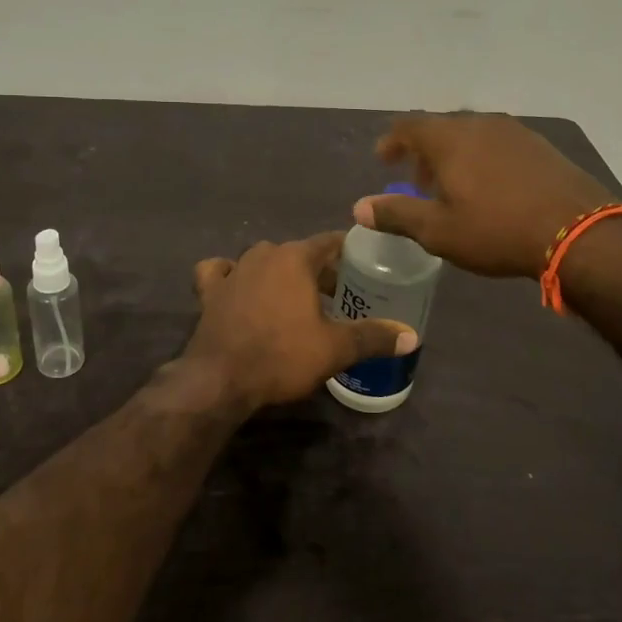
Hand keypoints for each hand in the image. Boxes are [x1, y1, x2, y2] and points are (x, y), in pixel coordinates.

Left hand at [183, 233, 416, 410]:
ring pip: (262, 261)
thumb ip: (373, 337)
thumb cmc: (282, 355)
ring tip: (296, 299)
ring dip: (280, 274)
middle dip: (318, 270)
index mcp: (295, 258)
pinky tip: (237, 289)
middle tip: (338, 294)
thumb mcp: (335, 349)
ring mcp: (233, 271)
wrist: (220, 379)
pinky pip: (220, 273)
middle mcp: (263, 255)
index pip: (329, 241)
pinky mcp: (209, 292)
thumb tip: (412, 336)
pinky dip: (230, 276)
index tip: (363, 263)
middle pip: (298, 253)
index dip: (348, 251)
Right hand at [352, 113, 616, 278]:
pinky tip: (491, 189)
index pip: (409, 126)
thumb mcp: (438, 230)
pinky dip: (482, 159)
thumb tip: (359, 207)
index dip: (392, 141)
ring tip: (454, 188)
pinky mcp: (541, 147)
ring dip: (454, 156)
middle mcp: (481, 124)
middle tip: (419, 183)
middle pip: (441, 128)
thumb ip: (396, 214)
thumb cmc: (496, 230)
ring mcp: (515, 132)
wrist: (578, 232)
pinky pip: (498, 144)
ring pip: (472, 135)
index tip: (384, 160)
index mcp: (450, 138)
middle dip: (424, 153)